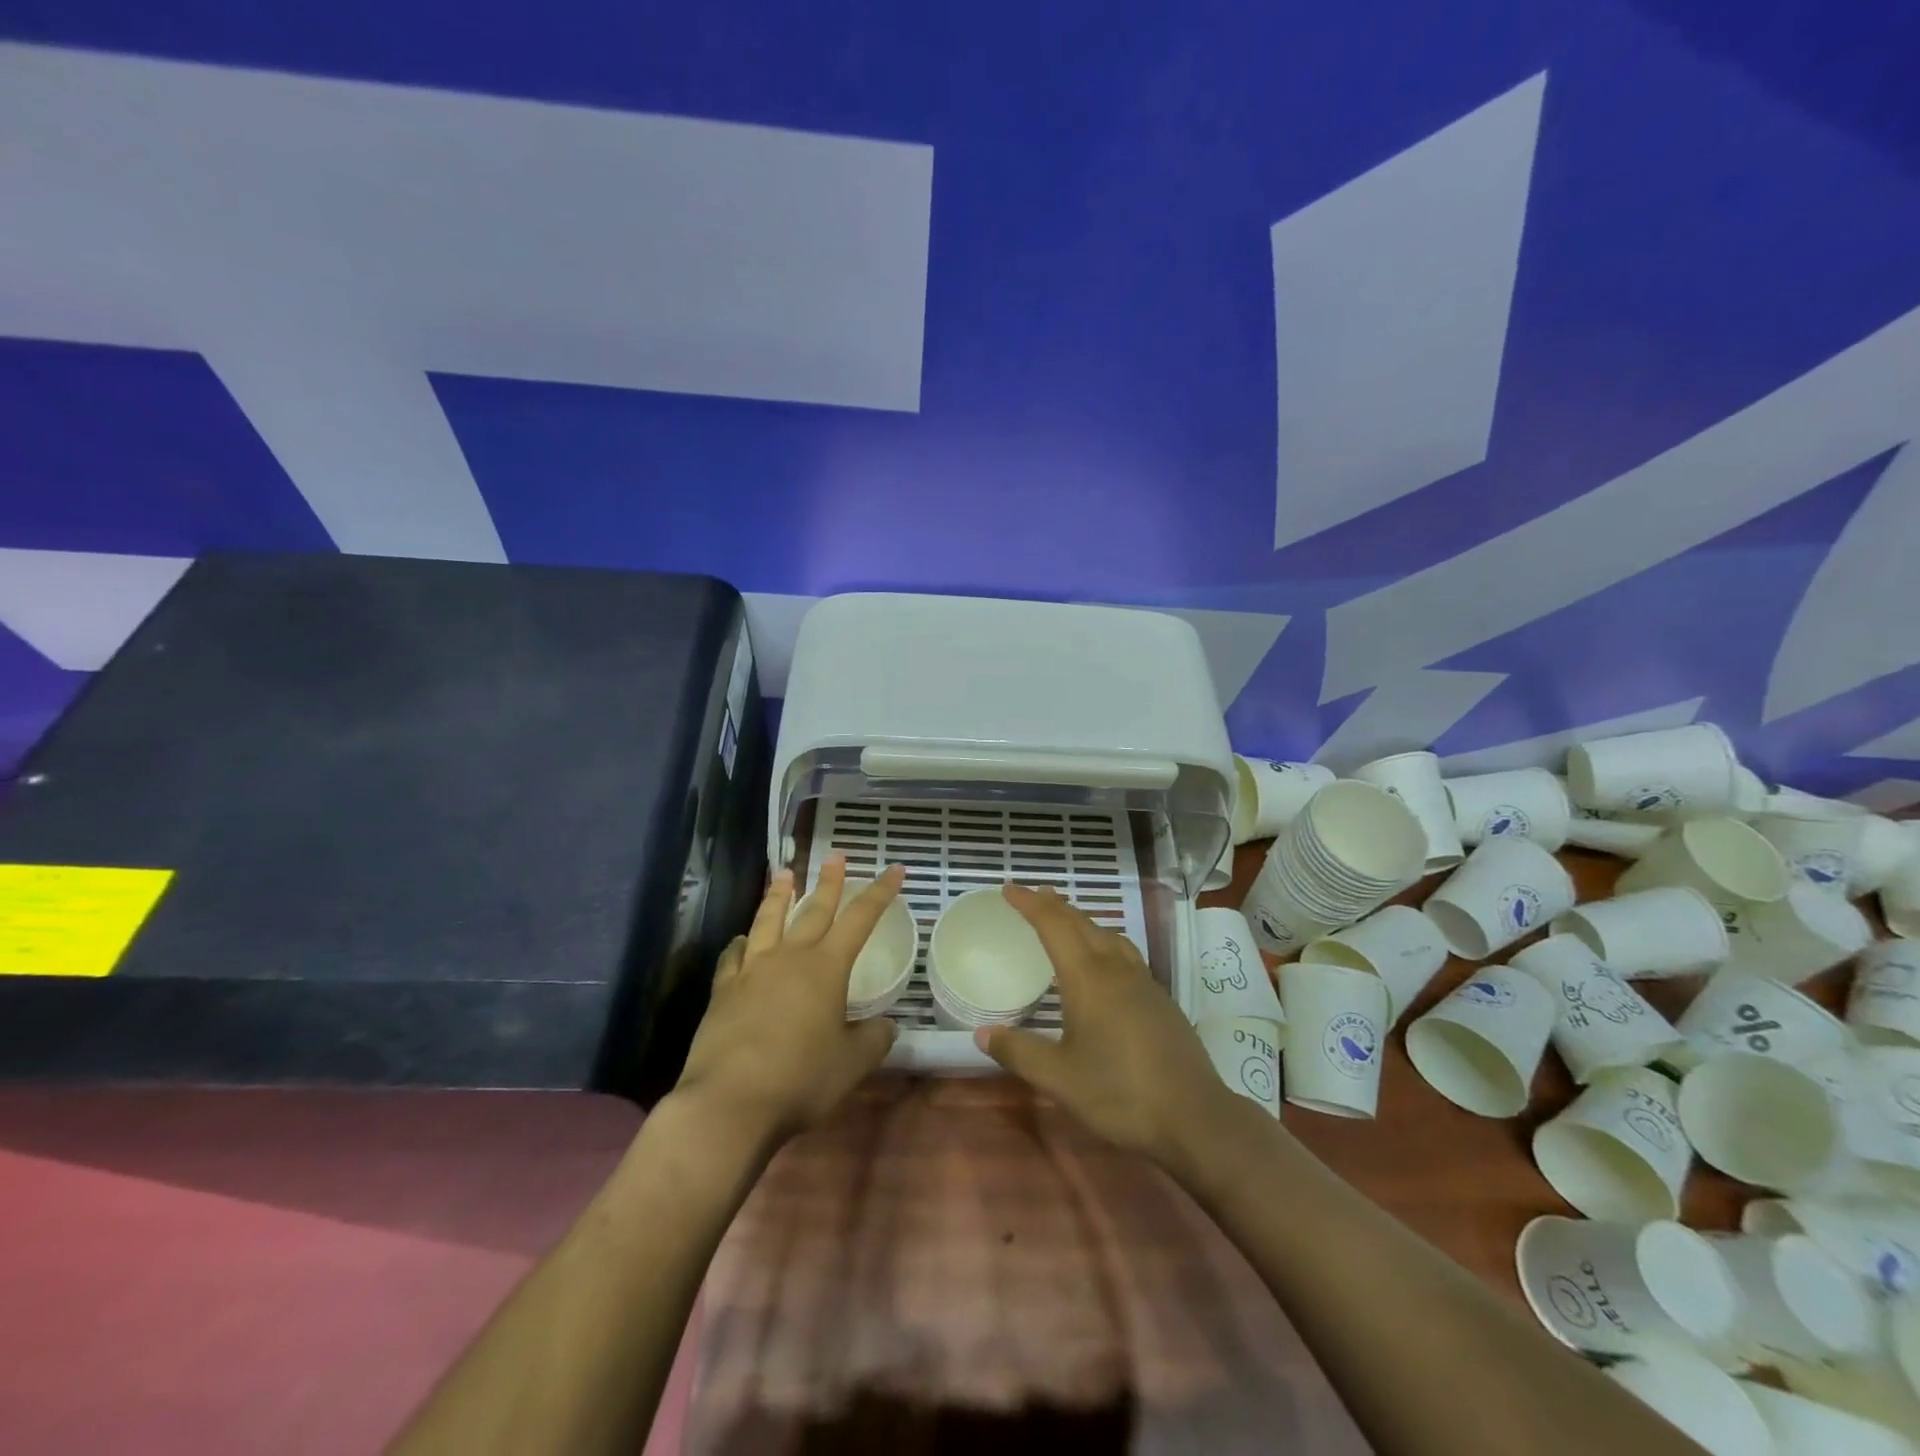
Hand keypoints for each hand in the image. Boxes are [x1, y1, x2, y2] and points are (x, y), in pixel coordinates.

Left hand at [673, 855, 902, 1147]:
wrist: (729, 1103)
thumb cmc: (800, 1080)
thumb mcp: (852, 1064)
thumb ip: (874, 1039)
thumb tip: (885, 1026)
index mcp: (826, 968)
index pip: (860, 919)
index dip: (880, 893)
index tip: (895, 870)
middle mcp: (789, 958)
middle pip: (813, 909)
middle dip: (829, 881)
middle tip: (836, 855)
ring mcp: (752, 971)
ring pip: (768, 920)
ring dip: (779, 895)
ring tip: (784, 873)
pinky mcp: (723, 991)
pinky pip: (733, 956)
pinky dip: (741, 943)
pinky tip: (742, 940)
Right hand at [975, 884, 1236, 1170]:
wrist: (1194, 1116)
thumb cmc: (1120, 1093)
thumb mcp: (1060, 1078)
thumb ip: (1019, 1052)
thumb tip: (982, 1033)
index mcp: (1088, 978)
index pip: (1053, 926)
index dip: (1030, 904)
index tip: (1009, 889)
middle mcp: (1115, 969)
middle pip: (1082, 923)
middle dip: (1054, 905)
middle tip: (1032, 895)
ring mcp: (1143, 982)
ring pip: (1107, 935)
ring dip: (1082, 920)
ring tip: (1066, 920)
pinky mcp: (1160, 999)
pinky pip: (1124, 952)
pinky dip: (1103, 941)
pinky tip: (1105, 962)